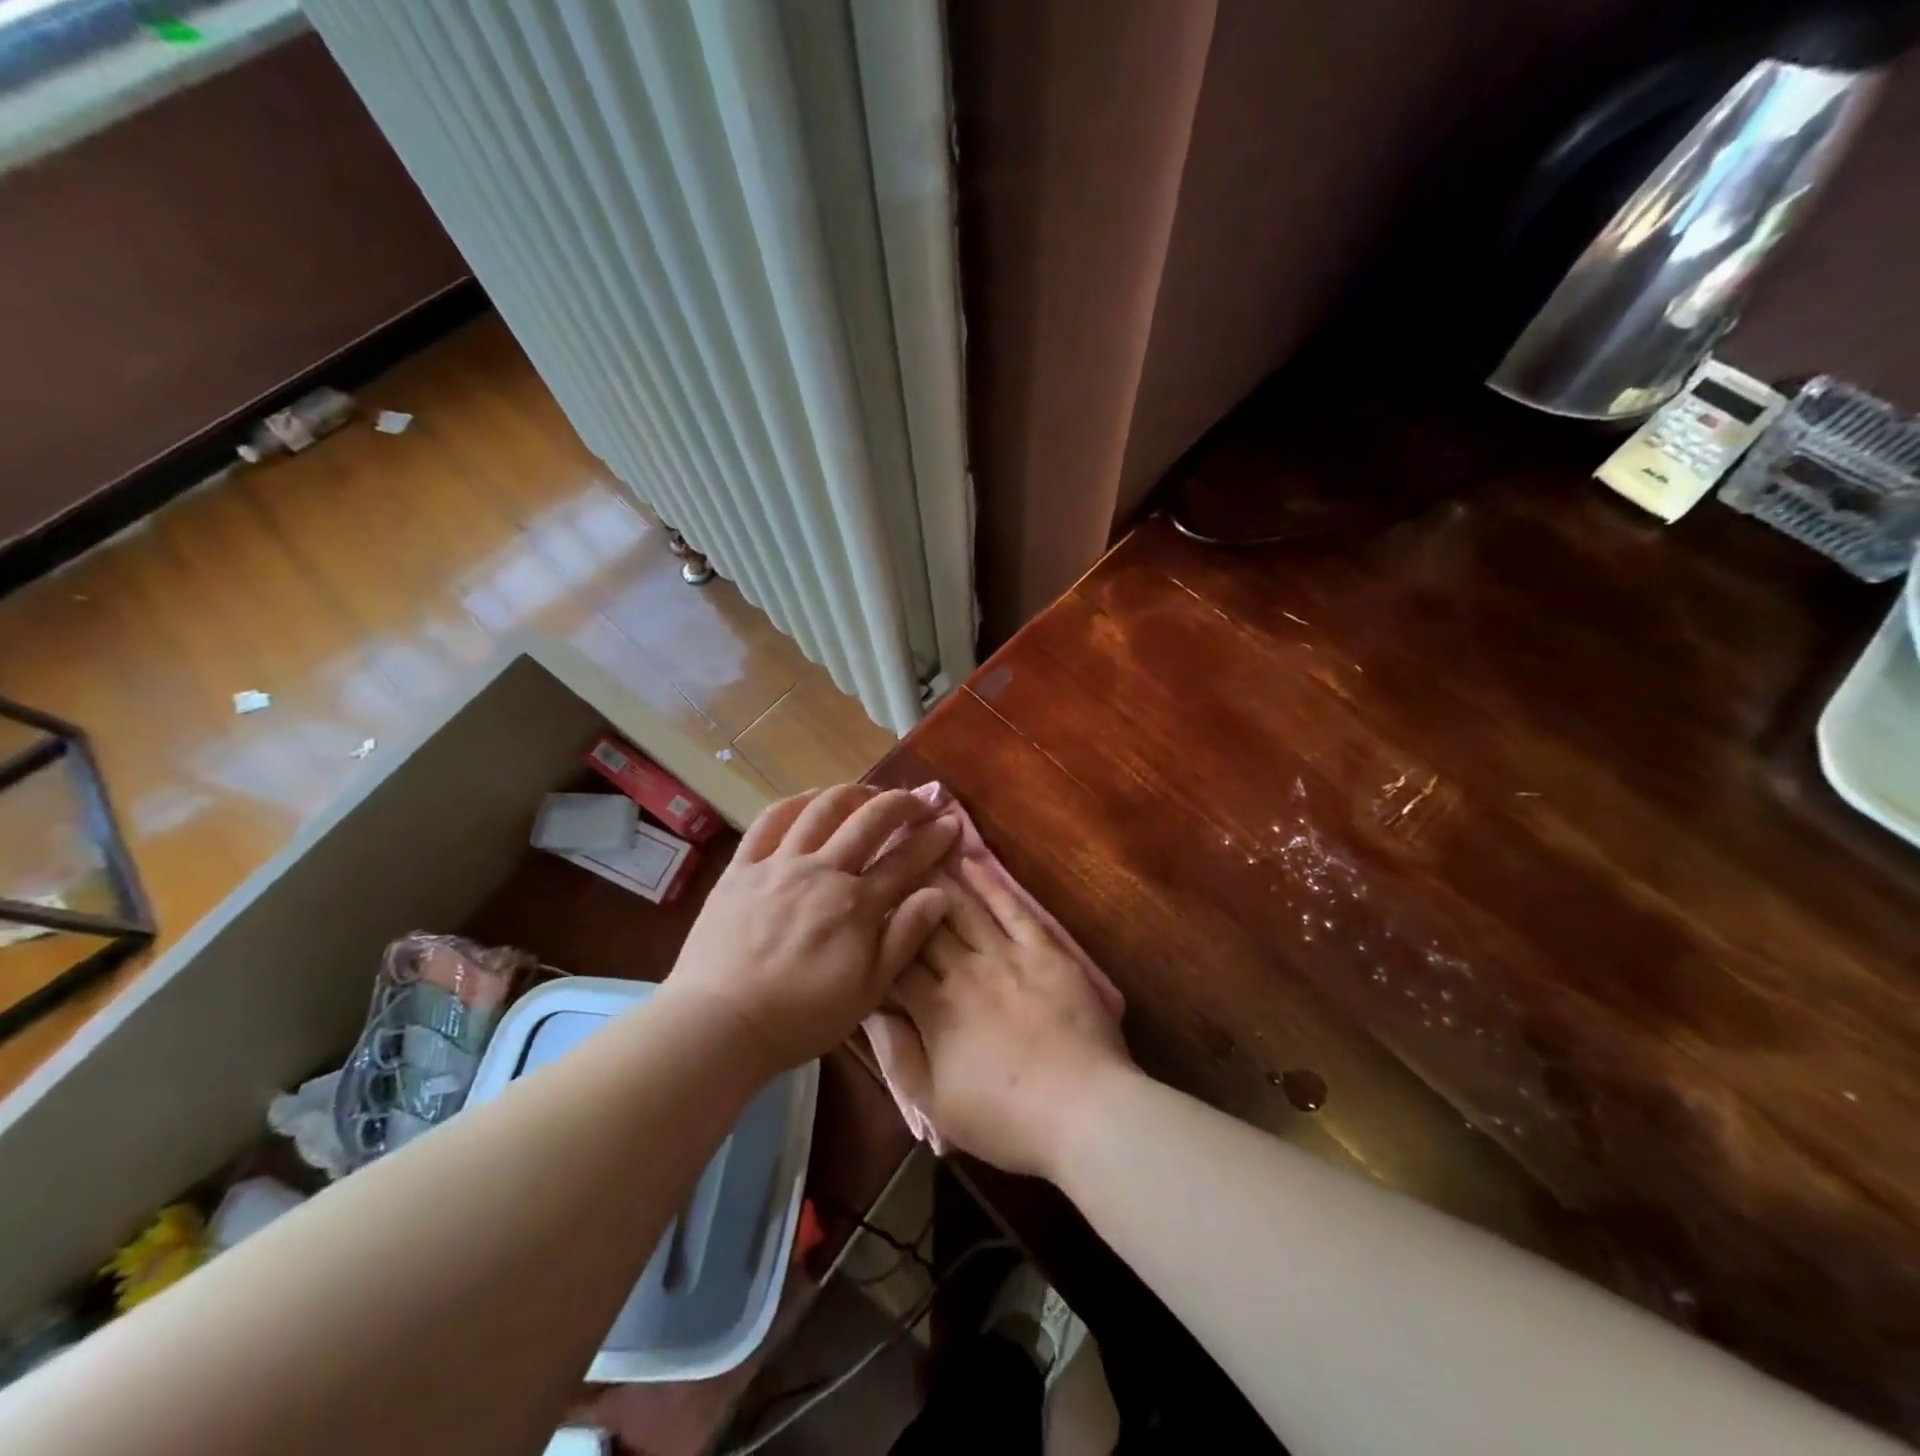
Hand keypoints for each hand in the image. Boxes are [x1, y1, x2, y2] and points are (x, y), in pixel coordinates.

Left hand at [666, 786, 957, 1074]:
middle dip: (900, 803)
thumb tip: (940, 894)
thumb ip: (904, 938)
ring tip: (867, 794)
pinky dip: (796, 803)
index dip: (933, 839)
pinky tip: (810, 800)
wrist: (720, 1024)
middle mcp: (822, 871)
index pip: (905, 860)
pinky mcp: (742, 867)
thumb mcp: (867, 991)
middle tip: (917, 801)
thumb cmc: (801, 1017)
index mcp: (856, 904)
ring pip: (822, 809)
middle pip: (869, 820)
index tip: (950, 824)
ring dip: (852, 793)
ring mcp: (778, 864)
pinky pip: (769, 821)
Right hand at [882, 858, 1133, 1179]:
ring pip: (964, 908)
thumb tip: (871, 1011)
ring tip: (918, 848)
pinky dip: (990, 883)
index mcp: (934, 1009)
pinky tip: (972, 860)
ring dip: (939, 878)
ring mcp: (1006, 956)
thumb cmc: (1005, 1118)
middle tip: (884, 861)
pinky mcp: (1043, 951)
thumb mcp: (935, 1103)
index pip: (895, 962)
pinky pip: (1012, 908)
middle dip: (902, 893)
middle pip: (925, 925)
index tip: (862, 909)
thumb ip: (898, 1054)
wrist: (1083, 1110)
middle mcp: (964, 972)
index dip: (877, 935)